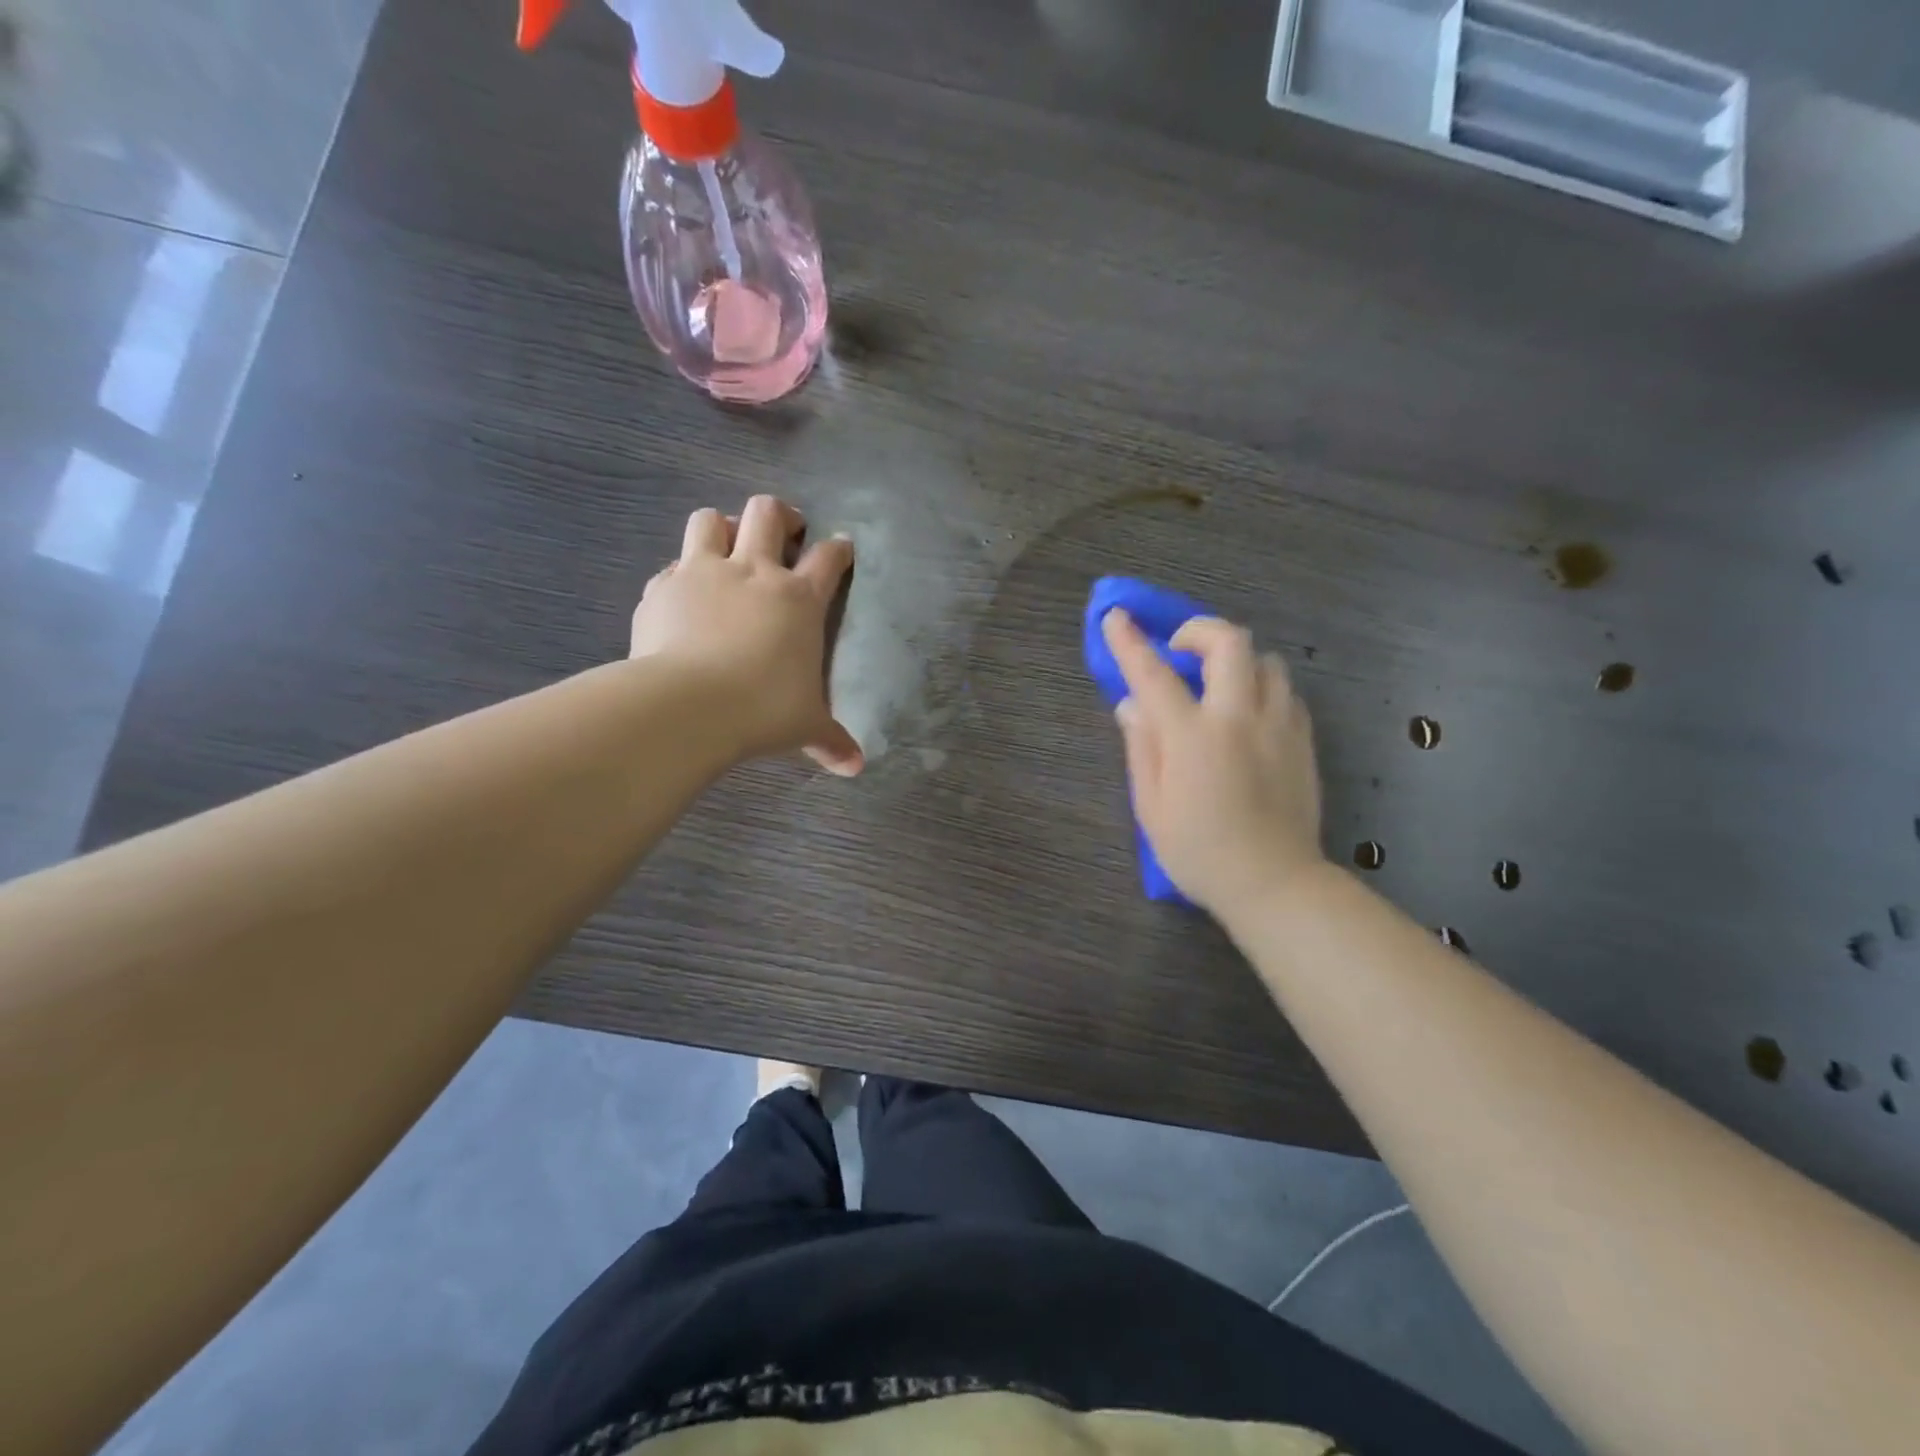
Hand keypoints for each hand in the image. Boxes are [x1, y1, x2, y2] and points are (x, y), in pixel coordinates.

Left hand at [633, 495, 862, 775]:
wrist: (687, 706)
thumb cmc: (762, 710)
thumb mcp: (806, 727)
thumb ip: (832, 740)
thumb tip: (856, 767)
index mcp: (798, 598)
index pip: (828, 557)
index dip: (838, 549)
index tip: (841, 548)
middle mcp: (753, 572)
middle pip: (767, 512)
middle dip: (779, 516)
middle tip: (783, 534)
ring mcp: (703, 573)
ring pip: (710, 519)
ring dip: (721, 529)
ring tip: (726, 550)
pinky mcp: (662, 588)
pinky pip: (672, 565)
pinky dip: (681, 575)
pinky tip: (683, 599)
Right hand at [1101, 608, 1324, 915]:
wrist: (1274, 883)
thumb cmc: (1199, 853)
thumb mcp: (1151, 808)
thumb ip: (1141, 748)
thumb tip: (1132, 706)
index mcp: (1191, 737)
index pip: (1154, 674)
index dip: (1130, 642)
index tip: (1116, 617)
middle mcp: (1238, 718)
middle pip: (1228, 642)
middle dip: (1199, 630)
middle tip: (1180, 650)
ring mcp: (1278, 725)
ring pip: (1266, 660)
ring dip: (1236, 660)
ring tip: (1218, 684)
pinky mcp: (1303, 740)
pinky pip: (1286, 692)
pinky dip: (1263, 687)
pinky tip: (1250, 713)